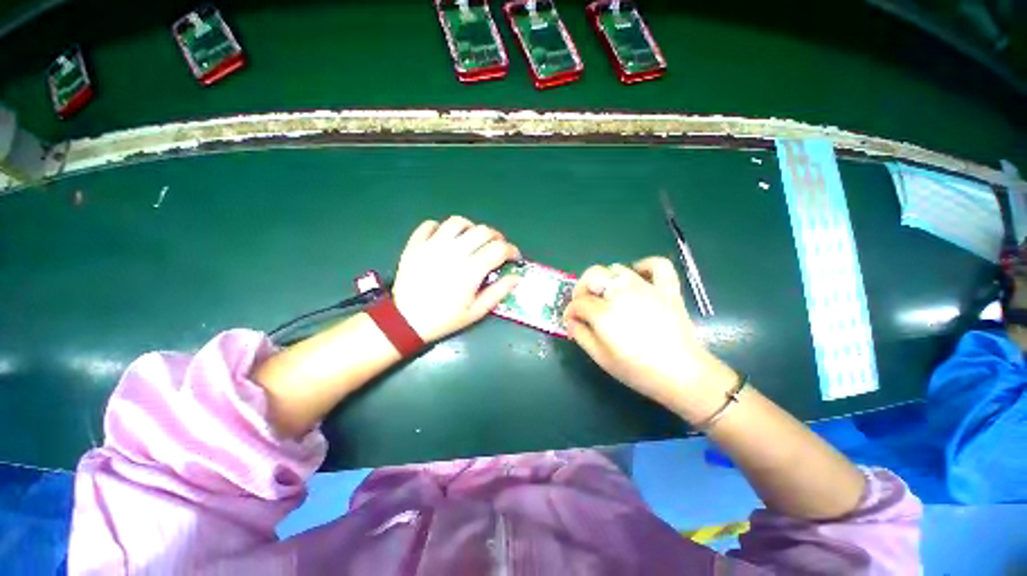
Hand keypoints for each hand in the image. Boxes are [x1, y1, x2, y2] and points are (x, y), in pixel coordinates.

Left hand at [391, 216, 520, 342]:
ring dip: (471, 228)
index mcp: (471, 270)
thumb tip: (516, 278)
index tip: (514, 257)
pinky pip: (430, 225)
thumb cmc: (444, 319)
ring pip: (457, 222)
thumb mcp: (476, 312)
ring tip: (472, 240)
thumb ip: (498, 292)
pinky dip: (441, 228)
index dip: (511, 250)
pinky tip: (446, 239)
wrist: (406, 321)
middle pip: (482, 231)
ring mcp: (432, 245)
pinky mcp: (415, 244)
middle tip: (497, 247)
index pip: (499, 249)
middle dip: (496, 237)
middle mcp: (454, 252)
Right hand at [562, 257, 735, 415]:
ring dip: (606, 280)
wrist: (682, 374)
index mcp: (604, 313)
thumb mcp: (601, 358)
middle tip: (584, 303)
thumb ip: (581, 335)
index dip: (570, 311)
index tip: (571, 321)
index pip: (578, 303)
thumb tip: (571, 320)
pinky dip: (644, 266)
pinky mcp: (667, 289)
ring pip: (617, 268)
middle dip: (582, 287)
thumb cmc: (638, 370)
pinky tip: (638, 276)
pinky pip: (657, 265)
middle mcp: (622, 293)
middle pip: (593, 275)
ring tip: (608, 295)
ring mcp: (646, 288)